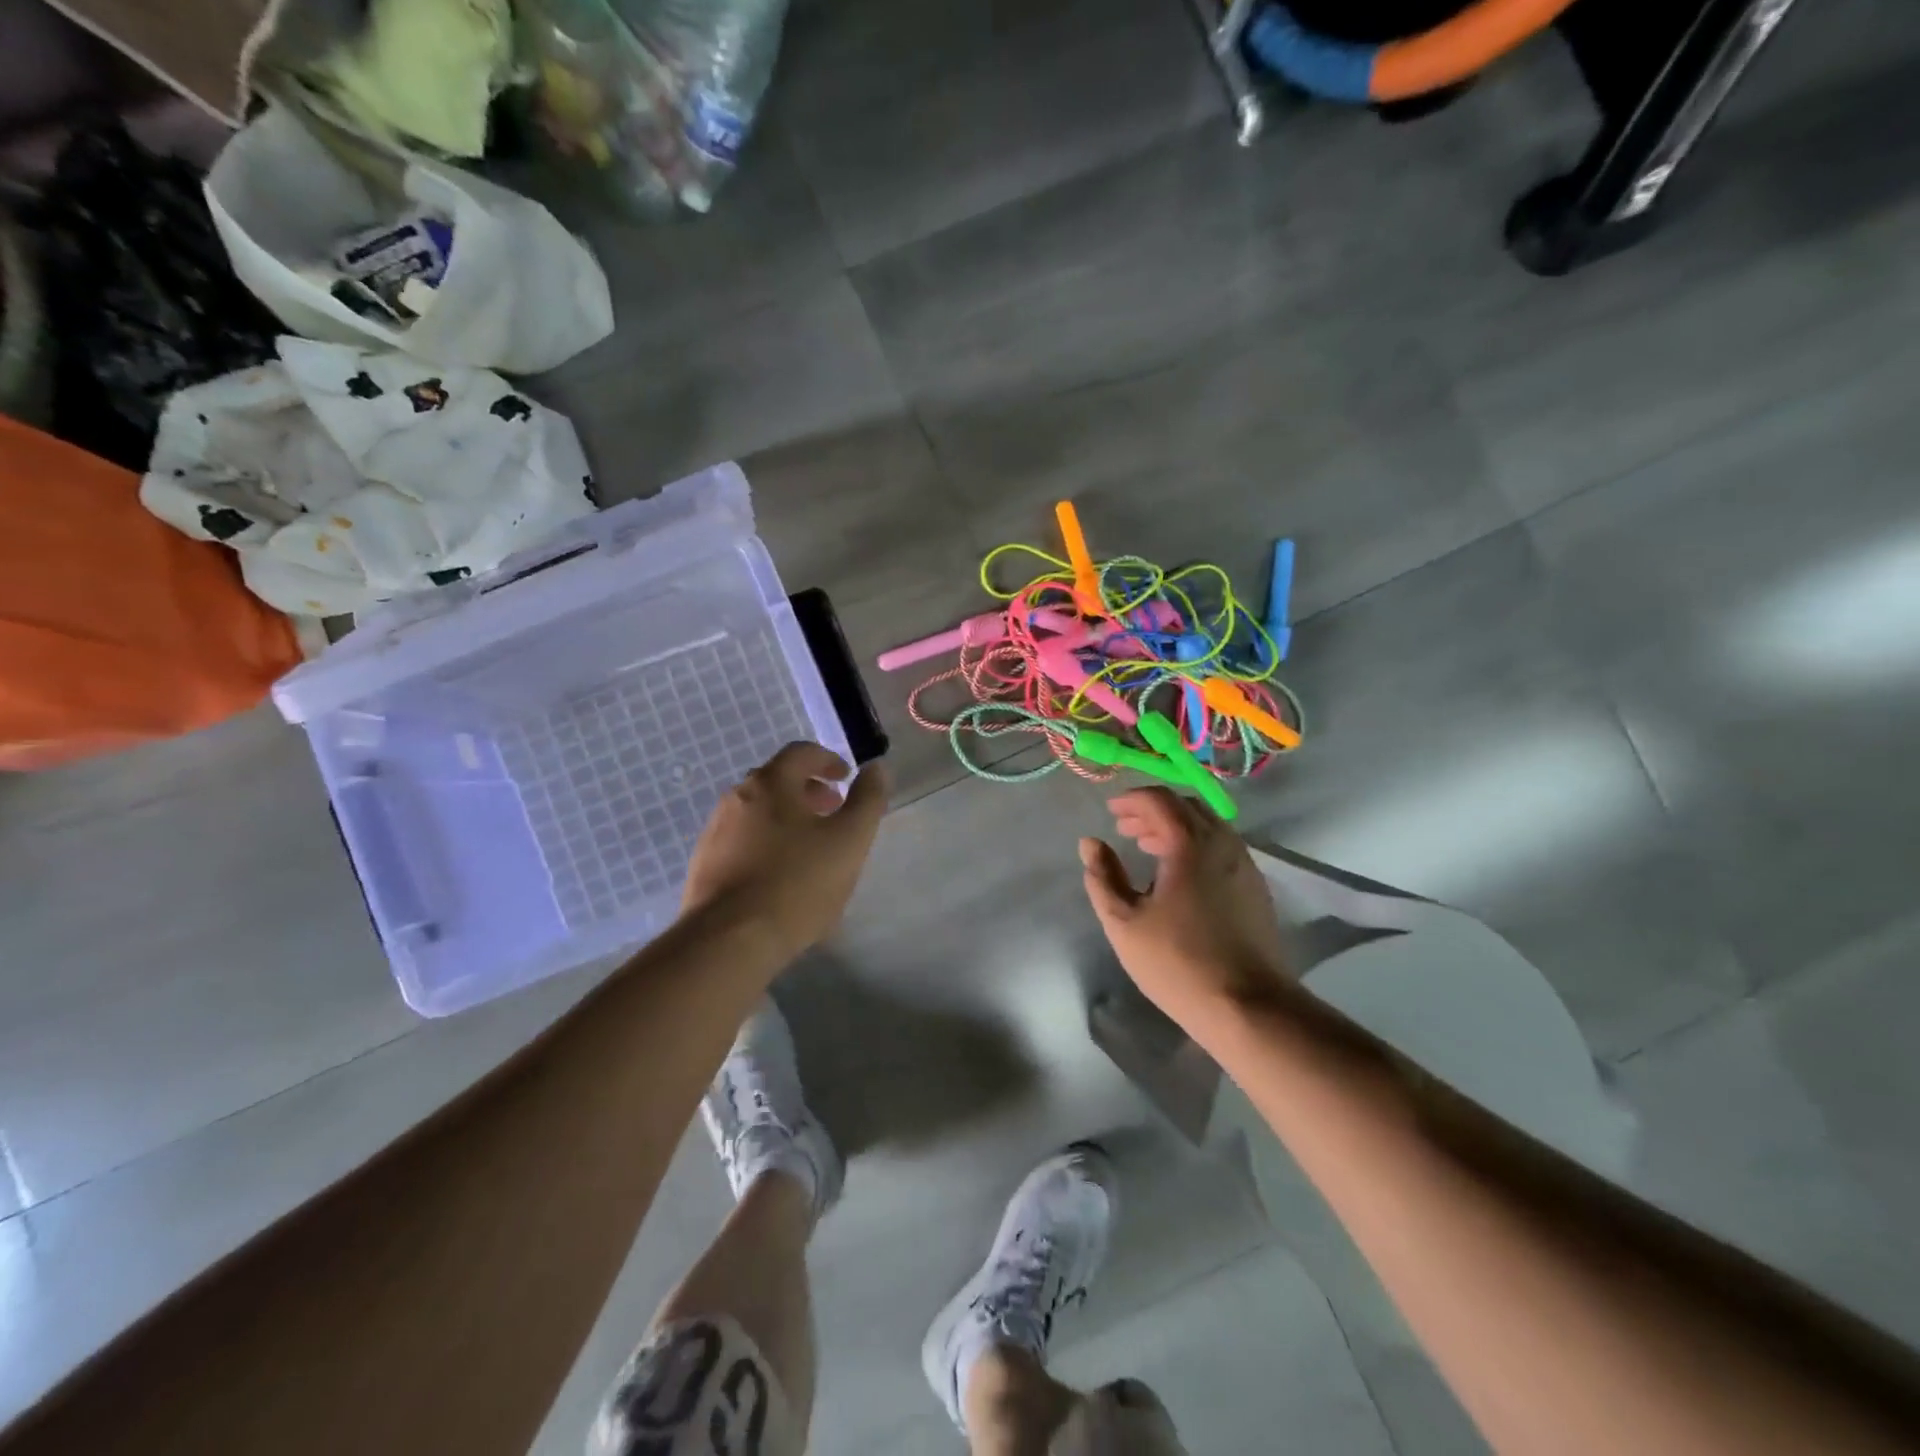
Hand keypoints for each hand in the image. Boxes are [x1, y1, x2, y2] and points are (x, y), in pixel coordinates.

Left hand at [683, 743, 887, 959]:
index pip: (801, 753)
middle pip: (777, 780)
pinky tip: (779, 873)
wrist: (730, 940)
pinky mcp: (704, 864)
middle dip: (808, 790)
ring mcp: (715, 831)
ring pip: (758, 811)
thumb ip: (868, 800)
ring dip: (786, 817)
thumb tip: (876, 769)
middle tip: (832, 811)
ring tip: (809, 846)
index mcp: (771, 783)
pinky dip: (765, 842)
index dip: (828, 760)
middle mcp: (737, 797)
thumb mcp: (850, 840)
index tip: (846, 778)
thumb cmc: (798, 883)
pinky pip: (742, 840)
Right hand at [1080, 788, 1292, 1034]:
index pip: (1159, 800)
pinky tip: (1179, 874)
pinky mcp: (1255, 887)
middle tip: (1125, 828)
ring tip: (1148, 848)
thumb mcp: (1124, 922)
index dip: (1131, 799)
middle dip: (1153, 810)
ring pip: (1208, 826)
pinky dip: (1195, 844)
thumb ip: (1103, 876)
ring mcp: (1245, 864)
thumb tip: (1090, 843)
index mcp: (1190, 843)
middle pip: (1186, 806)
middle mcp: (1223, 843)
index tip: (1110, 811)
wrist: (1249, 1007)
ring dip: (1175, 827)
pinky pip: (1222, 847)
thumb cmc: (1178, 962)